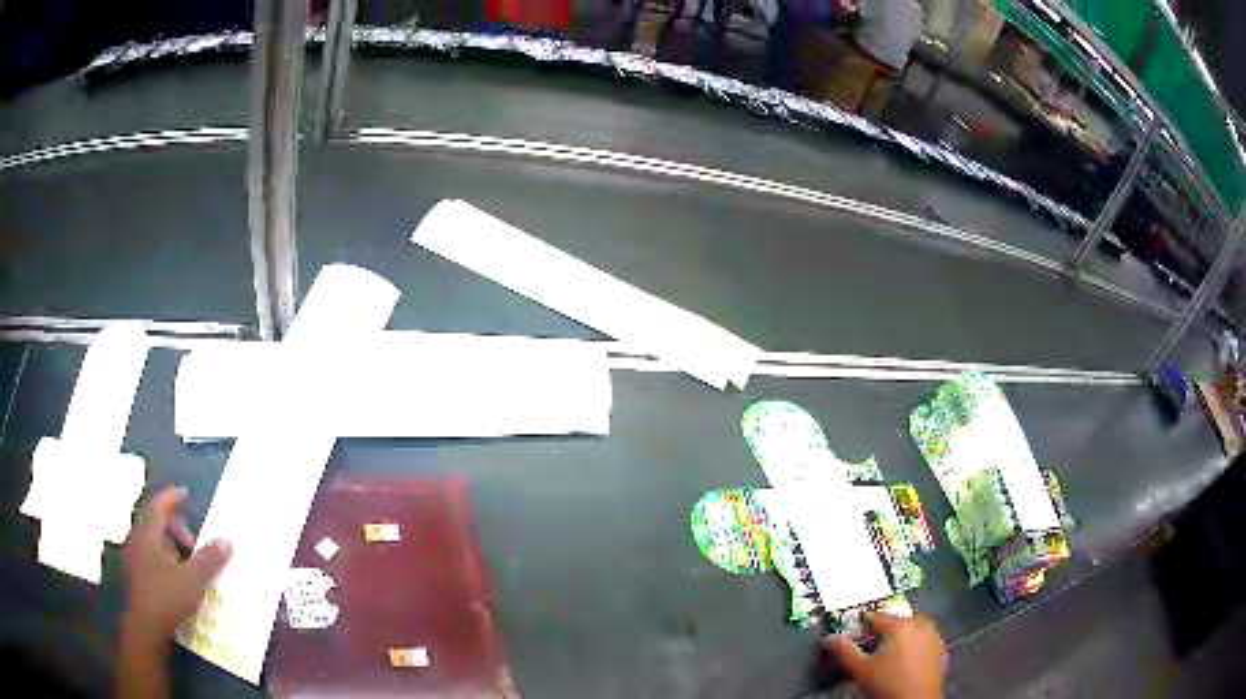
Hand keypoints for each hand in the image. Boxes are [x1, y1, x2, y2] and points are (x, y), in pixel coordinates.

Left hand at [122, 487, 231, 643]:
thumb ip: (209, 559)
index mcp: (147, 532)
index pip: (158, 504)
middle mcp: (137, 538)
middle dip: (174, 527)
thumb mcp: (193, 580)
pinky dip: (163, 557)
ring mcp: (134, 557)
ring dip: (169, 544)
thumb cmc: (167, 597)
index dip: (171, 497)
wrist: (147, 627)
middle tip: (194, 542)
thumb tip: (227, 540)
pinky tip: (176, 576)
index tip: (184, 494)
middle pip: (154, 521)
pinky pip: (149, 555)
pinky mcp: (136, 575)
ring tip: (187, 560)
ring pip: (151, 540)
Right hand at [822, 613, 946, 698]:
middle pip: (900, 620)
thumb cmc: (886, 685)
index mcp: (900, 626)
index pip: (878, 616)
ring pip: (916, 628)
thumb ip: (844, 651)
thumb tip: (829, 639)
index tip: (857, 631)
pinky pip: (927, 640)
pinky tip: (908, 660)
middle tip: (875, 642)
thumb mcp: (859, 670)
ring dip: (904, 635)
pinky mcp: (941, 650)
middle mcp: (920, 625)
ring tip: (891, 652)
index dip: (865, 623)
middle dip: (888, 628)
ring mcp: (934, 637)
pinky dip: (917, 645)